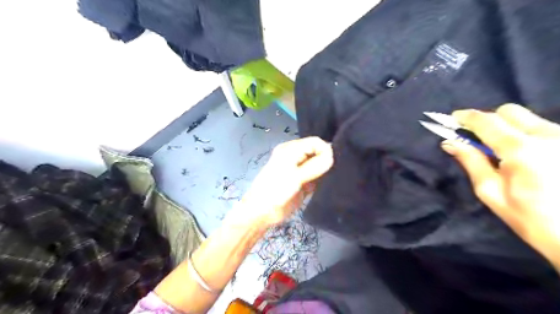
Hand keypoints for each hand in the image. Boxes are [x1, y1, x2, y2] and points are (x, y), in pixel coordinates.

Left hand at [226, 137, 330, 227]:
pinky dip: (323, 180)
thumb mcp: (295, 177)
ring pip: (319, 165)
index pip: (315, 142)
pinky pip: (317, 177)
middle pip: (318, 152)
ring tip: (335, 177)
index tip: (334, 162)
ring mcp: (300, 170)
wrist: (262, 212)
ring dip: (326, 170)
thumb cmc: (275, 191)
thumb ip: (314, 166)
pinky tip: (330, 184)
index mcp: (291, 150)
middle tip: (338, 170)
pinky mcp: (304, 183)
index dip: (325, 150)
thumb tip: (332, 156)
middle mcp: (296, 157)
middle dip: (327, 159)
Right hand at [440, 104, 558, 265]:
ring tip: (503, 152)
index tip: (453, 119)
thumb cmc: (531, 219)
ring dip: (508, 128)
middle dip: (488, 120)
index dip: (466, 117)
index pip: (487, 122)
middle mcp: (548, 136)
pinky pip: (543, 129)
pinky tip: (527, 157)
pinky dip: (526, 135)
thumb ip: (471, 162)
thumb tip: (450, 143)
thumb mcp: (491, 192)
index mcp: (521, 150)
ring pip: (529, 119)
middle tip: (477, 138)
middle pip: (509, 112)